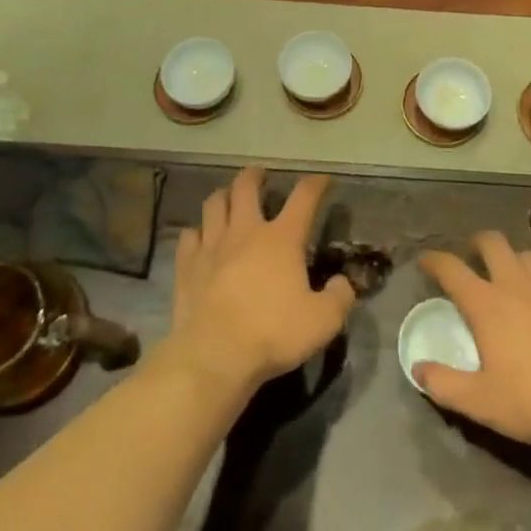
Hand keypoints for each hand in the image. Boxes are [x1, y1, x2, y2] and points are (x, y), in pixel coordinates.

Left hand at [169, 167, 356, 394]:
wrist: (214, 355)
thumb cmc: (272, 334)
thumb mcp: (323, 322)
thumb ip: (339, 298)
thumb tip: (343, 283)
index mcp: (282, 239)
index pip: (304, 197)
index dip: (315, 184)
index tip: (322, 179)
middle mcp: (246, 231)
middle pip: (246, 187)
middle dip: (255, 176)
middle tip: (260, 175)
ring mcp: (212, 245)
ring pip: (214, 204)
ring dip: (223, 196)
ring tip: (228, 198)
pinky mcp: (187, 265)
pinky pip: (189, 236)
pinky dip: (196, 232)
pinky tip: (199, 239)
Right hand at [416, 231, 530, 446]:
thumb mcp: (482, 402)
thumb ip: (445, 385)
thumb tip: (418, 370)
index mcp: (487, 304)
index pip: (451, 269)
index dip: (434, 260)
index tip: (426, 260)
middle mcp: (516, 285)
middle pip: (493, 243)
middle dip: (478, 243)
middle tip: (473, 255)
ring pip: (527, 256)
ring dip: (514, 260)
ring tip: (512, 277)